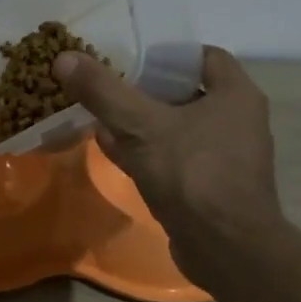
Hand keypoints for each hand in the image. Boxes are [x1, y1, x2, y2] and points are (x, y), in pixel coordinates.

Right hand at [54, 46, 285, 289]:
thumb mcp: (140, 125)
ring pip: (176, 127)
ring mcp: (224, 157)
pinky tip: (111, 150)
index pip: (202, 56)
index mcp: (235, 95)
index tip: (130, 54)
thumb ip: (103, 91)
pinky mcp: (209, 186)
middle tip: (107, 83)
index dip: (165, 53)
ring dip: (141, 121)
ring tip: (100, 114)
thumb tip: (63, 58)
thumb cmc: (192, 174)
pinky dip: (145, 150)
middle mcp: (237, 121)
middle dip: (145, 87)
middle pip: (185, 91)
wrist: (225, 248)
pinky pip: (173, 157)